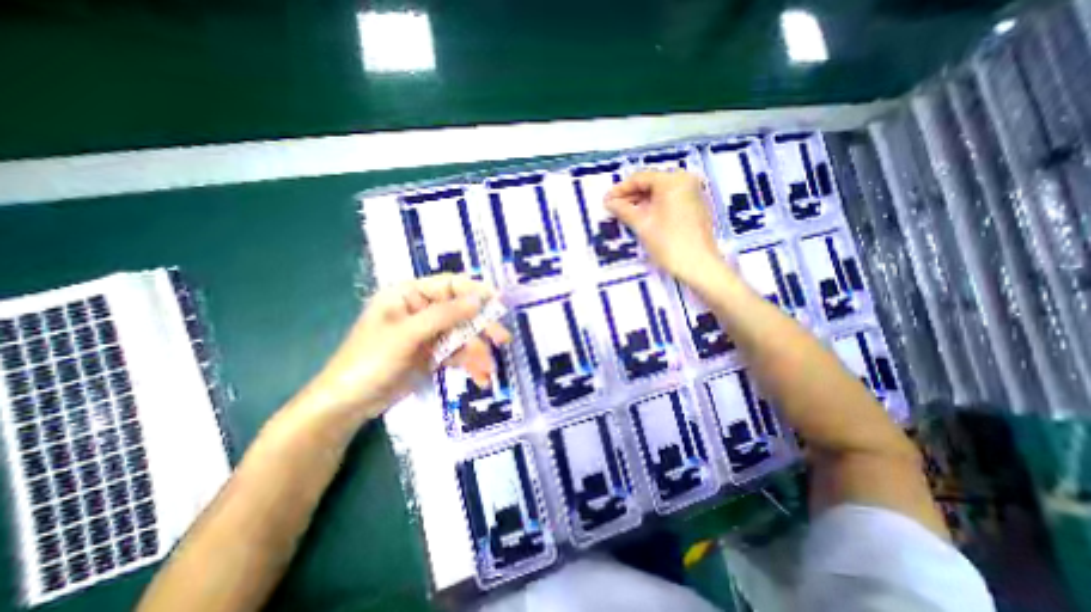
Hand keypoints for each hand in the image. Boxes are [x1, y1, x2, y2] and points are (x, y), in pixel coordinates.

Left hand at [297, 275, 514, 422]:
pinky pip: (456, 354)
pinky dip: (469, 365)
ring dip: (477, 352)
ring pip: (461, 336)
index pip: (450, 285)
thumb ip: (444, 315)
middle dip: (482, 327)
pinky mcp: (431, 354)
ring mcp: (428, 334)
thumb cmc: (369, 361)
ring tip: (488, 370)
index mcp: (409, 295)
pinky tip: (480, 378)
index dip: (475, 291)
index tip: (499, 302)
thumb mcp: (406, 335)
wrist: (347, 405)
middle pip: (460, 312)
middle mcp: (421, 311)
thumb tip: (478, 299)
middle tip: (503, 339)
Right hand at [605, 166, 721, 281]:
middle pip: (651, 183)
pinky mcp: (694, 207)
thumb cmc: (668, 243)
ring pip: (660, 193)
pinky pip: (669, 200)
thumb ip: (623, 209)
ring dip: (641, 202)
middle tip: (612, 207)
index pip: (640, 178)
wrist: (699, 266)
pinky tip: (641, 217)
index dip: (620, 189)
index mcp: (673, 181)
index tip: (606, 200)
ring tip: (623, 214)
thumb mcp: (642, 225)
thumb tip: (609, 202)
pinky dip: (654, 207)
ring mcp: (692, 193)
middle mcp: (685, 181)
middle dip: (630, 196)